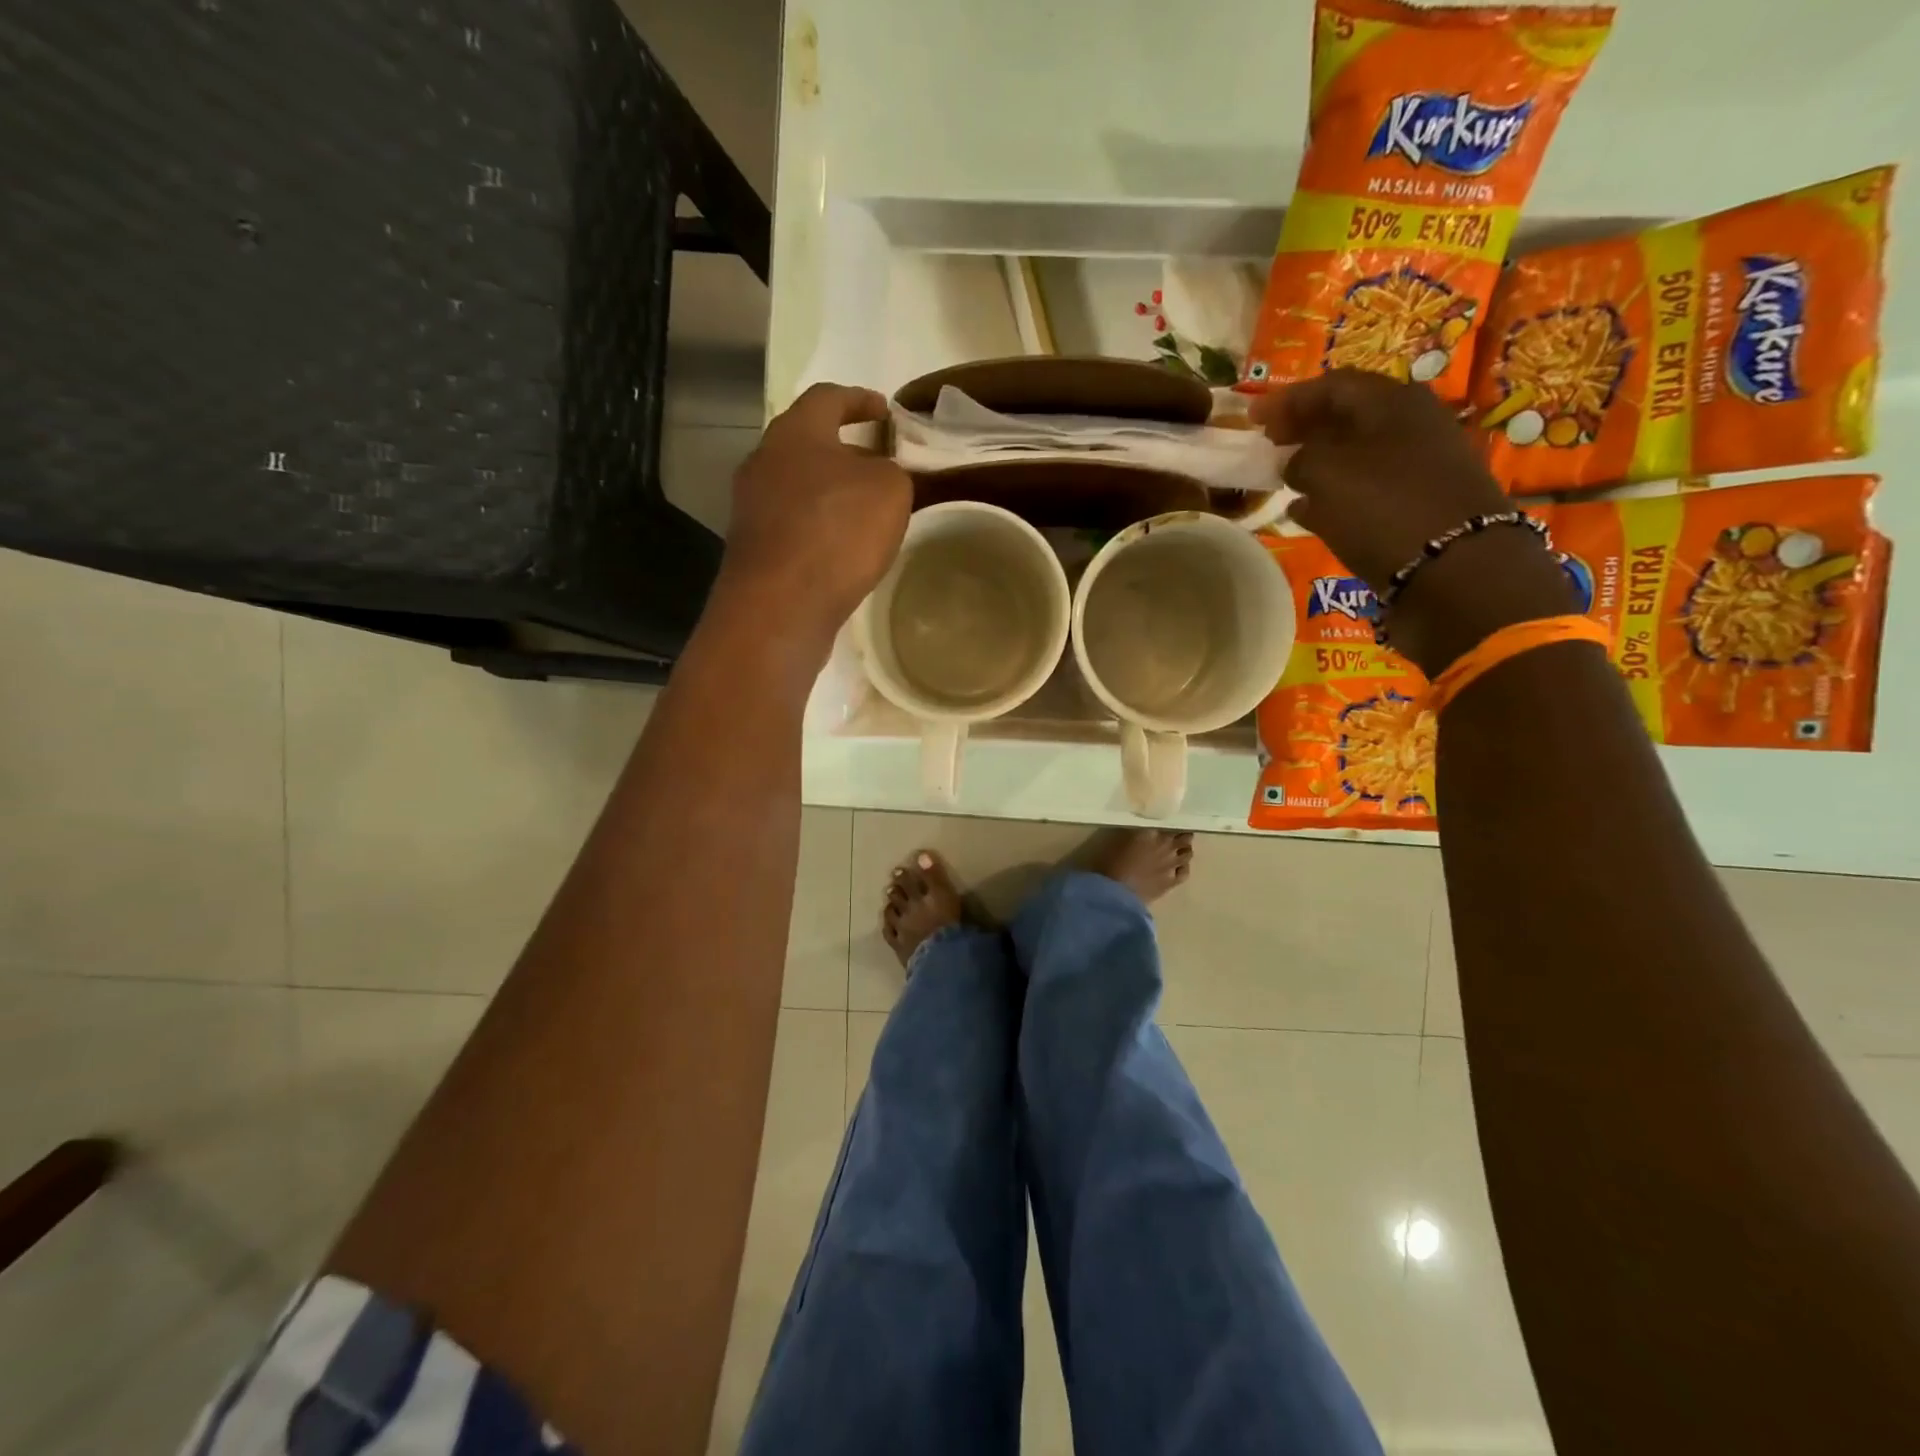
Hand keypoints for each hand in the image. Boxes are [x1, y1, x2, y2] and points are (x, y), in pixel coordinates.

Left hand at [716, 382, 912, 648]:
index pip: (828, 397)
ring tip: (865, 510)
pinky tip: (843, 548)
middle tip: (878, 463)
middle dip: (844, 450)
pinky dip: (819, 526)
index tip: (886, 410)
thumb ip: (892, 471)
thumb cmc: (837, 532)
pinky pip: (793, 524)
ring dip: (831, 492)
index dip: (860, 399)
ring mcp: (752, 507)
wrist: (781, 605)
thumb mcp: (890, 490)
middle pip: (807, 443)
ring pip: (798, 486)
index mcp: (795, 432)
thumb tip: (878, 477)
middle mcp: (763, 461)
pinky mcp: (754, 549)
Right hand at [1250, 370, 1573, 674]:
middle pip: (1348, 416)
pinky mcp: (1418, 505)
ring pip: (1356, 454)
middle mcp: (1412, 426)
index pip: (1332, 385)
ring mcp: (1419, 467)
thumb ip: (1300, 459)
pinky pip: (1366, 489)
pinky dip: (1333, 495)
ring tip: (1283, 477)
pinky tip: (1306, 512)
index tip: (1251, 418)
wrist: (1454, 570)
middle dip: (1304, 427)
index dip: (1288, 399)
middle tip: (1269, 442)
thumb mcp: (1327, 474)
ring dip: (1317, 462)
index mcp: (1392, 403)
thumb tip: (1294, 462)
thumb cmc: (1384, 508)